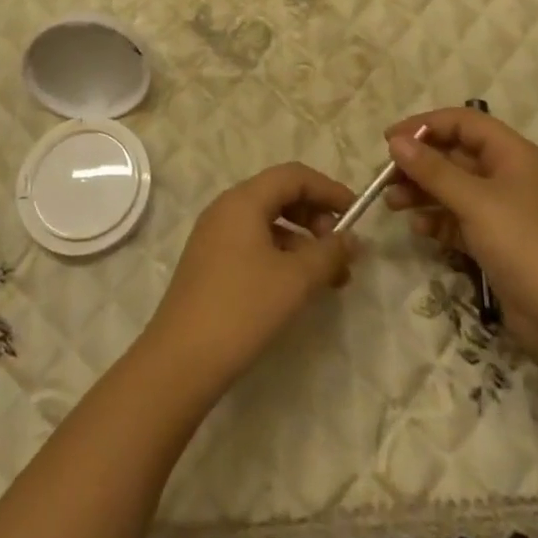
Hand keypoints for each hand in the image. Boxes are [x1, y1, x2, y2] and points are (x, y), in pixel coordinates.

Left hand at [145, 163, 355, 395]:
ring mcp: (214, 236)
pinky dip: (282, 255)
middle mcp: (226, 209)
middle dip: (316, 216)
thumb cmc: (242, 308)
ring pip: (268, 222)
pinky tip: (297, 286)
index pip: (294, 176)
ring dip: (303, 241)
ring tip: (329, 276)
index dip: (328, 189)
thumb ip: (329, 253)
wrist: (180, 362)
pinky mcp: (210, 264)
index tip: (357, 214)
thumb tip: (352, 240)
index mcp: (243, 200)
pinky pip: (254, 243)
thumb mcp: (296, 280)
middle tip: (341, 248)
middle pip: (280, 195)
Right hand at [383, 108, 537, 366]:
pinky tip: (418, 228)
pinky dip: (438, 220)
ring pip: (454, 189)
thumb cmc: (525, 244)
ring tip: (392, 203)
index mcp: (512, 153)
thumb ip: (433, 170)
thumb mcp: (475, 201)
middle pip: (455, 156)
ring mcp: (503, 211)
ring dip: (423, 192)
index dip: (425, 125)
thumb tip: (396, 141)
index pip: (463, 122)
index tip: (390, 140)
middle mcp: (508, 175)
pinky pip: (460, 220)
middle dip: (420, 163)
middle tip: (385, 178)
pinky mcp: (497, 243)